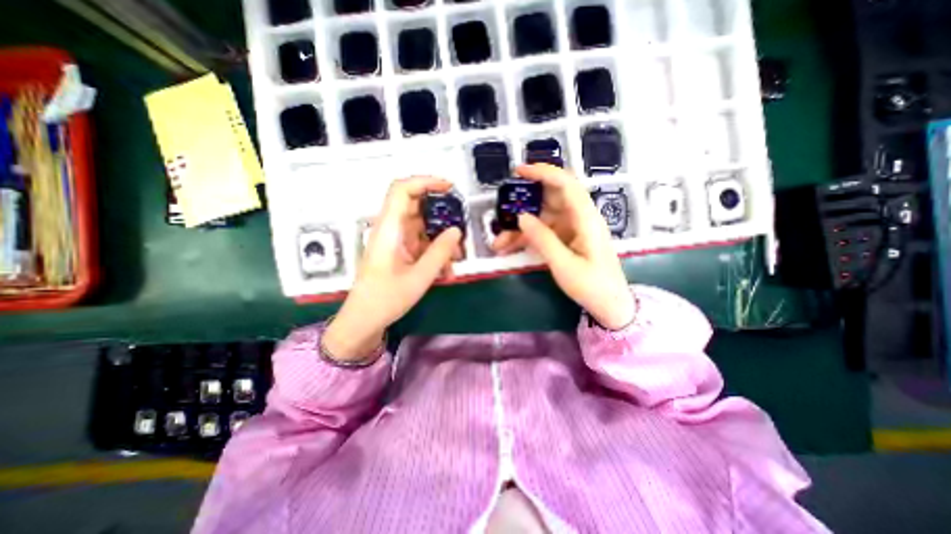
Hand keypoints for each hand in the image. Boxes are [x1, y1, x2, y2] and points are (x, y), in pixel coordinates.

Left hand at [324, 176, 465, 360]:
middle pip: (417, 207)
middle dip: (442, 216)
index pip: (402, 190)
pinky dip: (435, 252)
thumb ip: (440, 252)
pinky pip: (421, 243)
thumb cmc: (386, 299)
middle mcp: (391, 229)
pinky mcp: (399, 252)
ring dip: (441, 240)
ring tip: (456, 260)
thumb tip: (456, 230)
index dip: (425, 181)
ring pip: (423, 228)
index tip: (449, 188)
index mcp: (389, 229)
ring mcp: (395, 241)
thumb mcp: (419, 277)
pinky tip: (446, 271)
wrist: (364, 321)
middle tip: (460, 230)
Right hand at [494, 164, 632, 328]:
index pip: (565, 184)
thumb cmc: (592, 286)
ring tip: (499, 243)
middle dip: (524, 204)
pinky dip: (526, 238)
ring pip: (541, 218)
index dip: (543, 172)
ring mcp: (572, 228)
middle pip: (549, 199)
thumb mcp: (565, 265)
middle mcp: (579, 218)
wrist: (610, 305)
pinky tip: (509, 248)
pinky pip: (543, 232)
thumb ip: (543, 239)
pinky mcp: (566, 239)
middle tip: (502, 212)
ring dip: (520, 228)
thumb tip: (522, 217)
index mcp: (586, 218)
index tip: (519, 172)